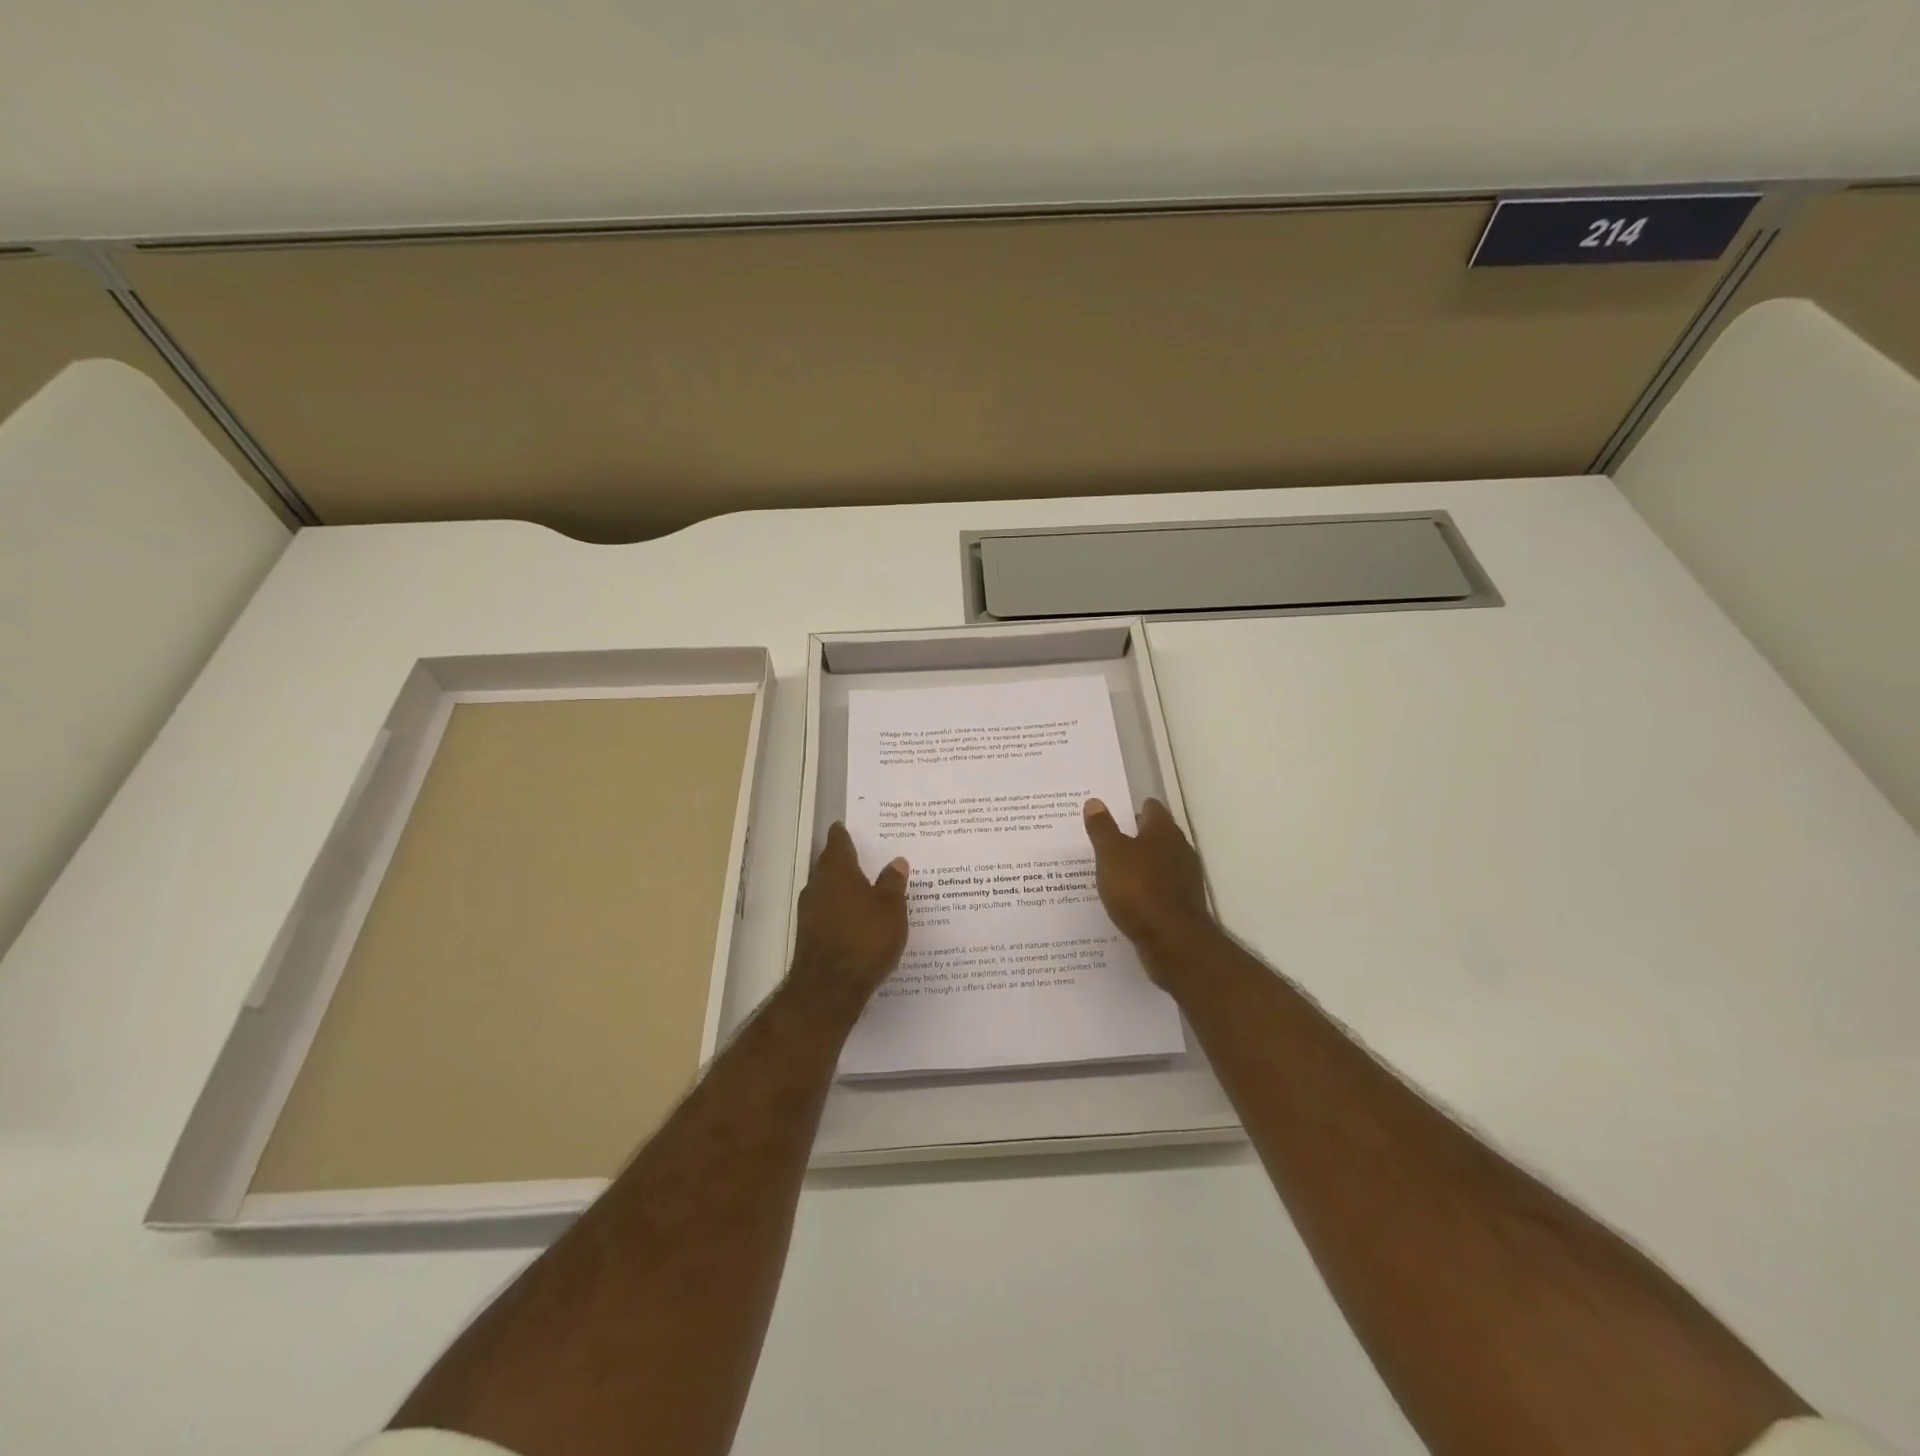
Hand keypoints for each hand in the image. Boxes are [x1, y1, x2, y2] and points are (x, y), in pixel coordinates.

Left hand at [790, 823, 909, 1010]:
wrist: (829, 988)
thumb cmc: (865, 938)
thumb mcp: (891, 909)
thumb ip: (893, 883)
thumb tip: (896, 861)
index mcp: (838, 870)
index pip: (837, 841)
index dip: (843, 834)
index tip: (848, 827)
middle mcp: (818, 885)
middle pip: (828, 864)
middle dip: (843, 859)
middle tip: (864, 854)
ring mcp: (810, 911)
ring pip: (826, 888)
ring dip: (841, 886)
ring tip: (864, 887)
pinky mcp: (809, 935)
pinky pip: (826, 911)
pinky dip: (839, 909)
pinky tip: (855, 918)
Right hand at [1082, 797, 1216, 981]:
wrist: (1173, 941)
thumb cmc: (1139, 888)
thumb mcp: (1111, 854)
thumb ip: (1102, 828)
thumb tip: (1095, 802)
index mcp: (1163, 832)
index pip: (1151, 808)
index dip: (1133, 808)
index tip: (1113, 812)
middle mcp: (1179, 850)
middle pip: (1156, 836)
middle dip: (1135, 837)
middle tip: (1106, 840)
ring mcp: (1184, 879)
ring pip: (1158, 863)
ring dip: (1140, 865)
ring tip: (1112, 871)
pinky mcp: (1182, 905)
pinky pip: (1160, 889)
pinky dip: (1145, 890)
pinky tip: (1127, 898)